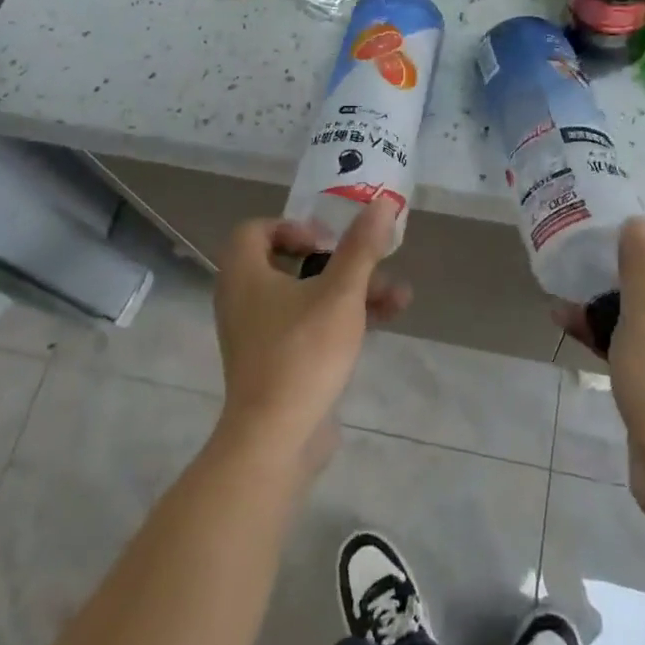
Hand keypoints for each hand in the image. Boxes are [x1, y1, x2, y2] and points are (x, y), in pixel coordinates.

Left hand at [212, 198, 410, 463]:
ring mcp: (260, 335)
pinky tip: (385, 321)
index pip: (256, 230)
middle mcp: (245, 300)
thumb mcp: (341, 292)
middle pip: (292, 263)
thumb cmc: (302, 352)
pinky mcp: (277, 363)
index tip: (328, 242)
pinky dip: (342, 319)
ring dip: (352, 291)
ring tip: (400, 296)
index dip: (294, 227)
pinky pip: (309, 326)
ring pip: (308, 297)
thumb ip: (362, 247)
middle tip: (370, 264)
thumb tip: (382, 203)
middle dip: (341, 262)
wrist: (275, 440)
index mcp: (245, 275)